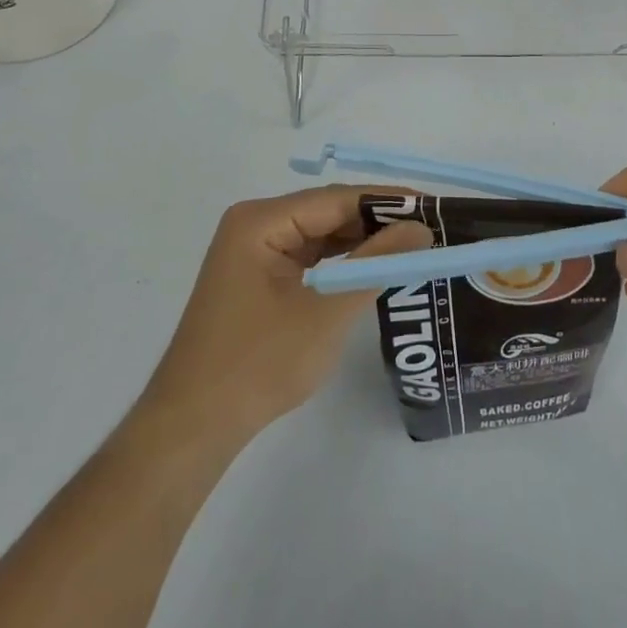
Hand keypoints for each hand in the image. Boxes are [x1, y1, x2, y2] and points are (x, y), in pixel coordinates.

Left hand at [139, 187, 431, 440]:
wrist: (192, 429)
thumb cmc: (258, 364)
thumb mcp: (327, 310)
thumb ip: (376, 264)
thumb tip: (421, 228)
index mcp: (262, 221)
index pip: (337, 198)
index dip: (388, 201)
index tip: (434, 208)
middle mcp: (256, 225)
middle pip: (329, 212)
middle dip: (377, 222)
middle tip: (430, 231)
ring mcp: (254, 252)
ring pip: (321, 235)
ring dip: (362, 243)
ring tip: (412, 247)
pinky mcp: (258, 278)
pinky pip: (309, 257)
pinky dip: (341, 263)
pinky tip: (373, 269)